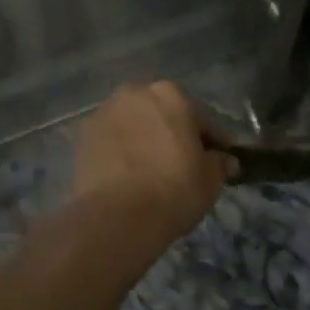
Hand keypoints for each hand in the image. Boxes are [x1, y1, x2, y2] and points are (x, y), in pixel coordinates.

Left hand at [74, 82, 232, 242]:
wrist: (118, 216)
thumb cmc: (174, 189)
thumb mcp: (210, 179)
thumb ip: (219, 163)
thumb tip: (225, 160)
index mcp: (171, 94)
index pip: (201, 118)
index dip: (213, 140)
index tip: (220, 158)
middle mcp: (135, 93)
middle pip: (162, 113)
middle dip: (173, 132)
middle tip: (183, 162)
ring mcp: (105, 112)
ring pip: (134, 124)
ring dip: (144, 138)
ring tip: (152, 169)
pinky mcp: (83, 136)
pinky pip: (112, 141)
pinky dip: (121, 151)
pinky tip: (128, 175)